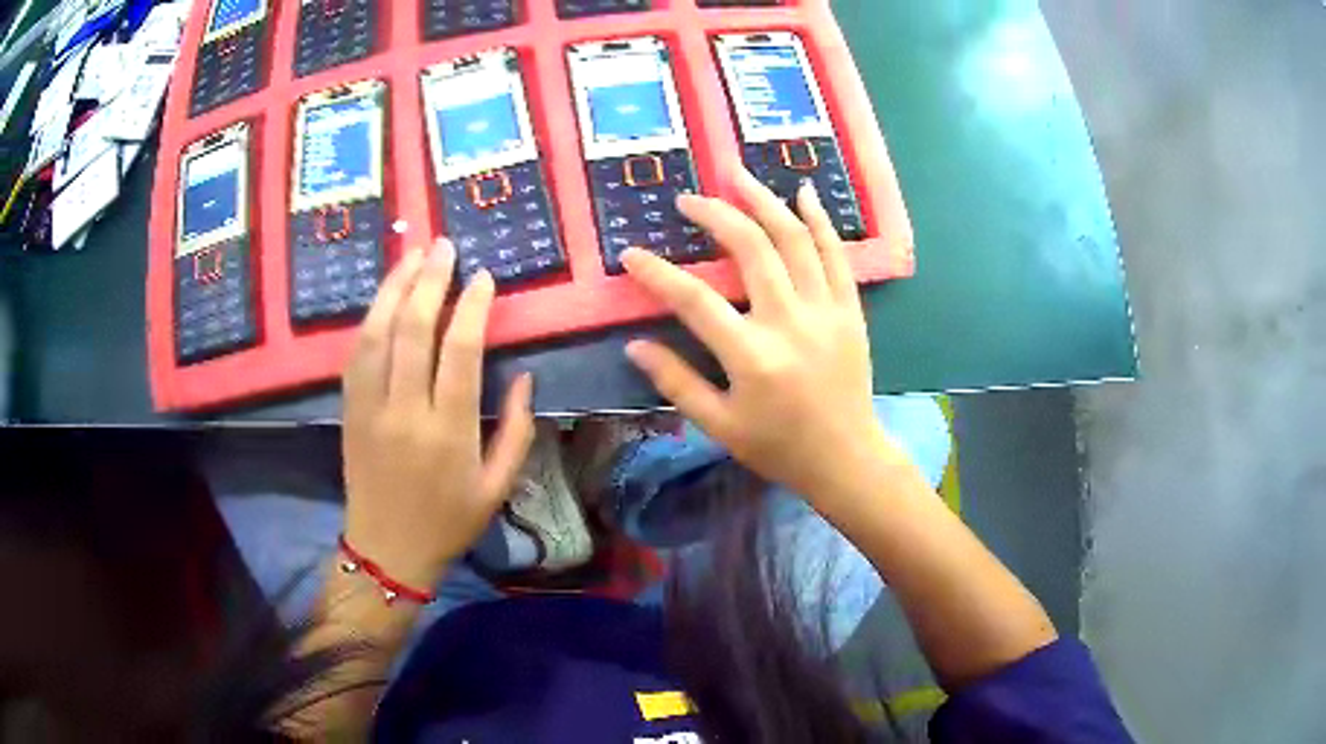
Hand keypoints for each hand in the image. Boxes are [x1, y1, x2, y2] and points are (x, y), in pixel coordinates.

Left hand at [340, 240, 534, 589]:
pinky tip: (384, 295)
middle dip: (430, 279)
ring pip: (377, 331)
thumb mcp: (497, 487)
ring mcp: (370, 406)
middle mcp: (404, 410)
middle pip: (412, 328)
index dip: (471, 306)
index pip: (459, 350)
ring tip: (413, 253)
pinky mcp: (349, 408)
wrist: (386, 548)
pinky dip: (371, 316)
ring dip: (395, 287)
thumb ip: (516, 430)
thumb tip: (524, 376)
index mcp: (448, 431)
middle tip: (444, 245)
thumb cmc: (448, 521)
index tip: (483, 277)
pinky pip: (356, 351)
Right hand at [622, 167, 903, 503]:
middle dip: (714, 215)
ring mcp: (826, 311)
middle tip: (688, 199)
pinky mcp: (850, 309)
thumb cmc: (779, 447)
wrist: (846, 458)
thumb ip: (676, 382)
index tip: (631, 255)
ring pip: (794, 239)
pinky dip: (819, 220)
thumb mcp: (719, 425)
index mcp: (751, 357)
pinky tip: (802, 192)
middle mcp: (789, 322)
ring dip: (764, 201)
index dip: (657, 274)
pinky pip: (837, 254)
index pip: (694, 301)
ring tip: (736, 175)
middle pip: (750, 249)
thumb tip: (634, 345)